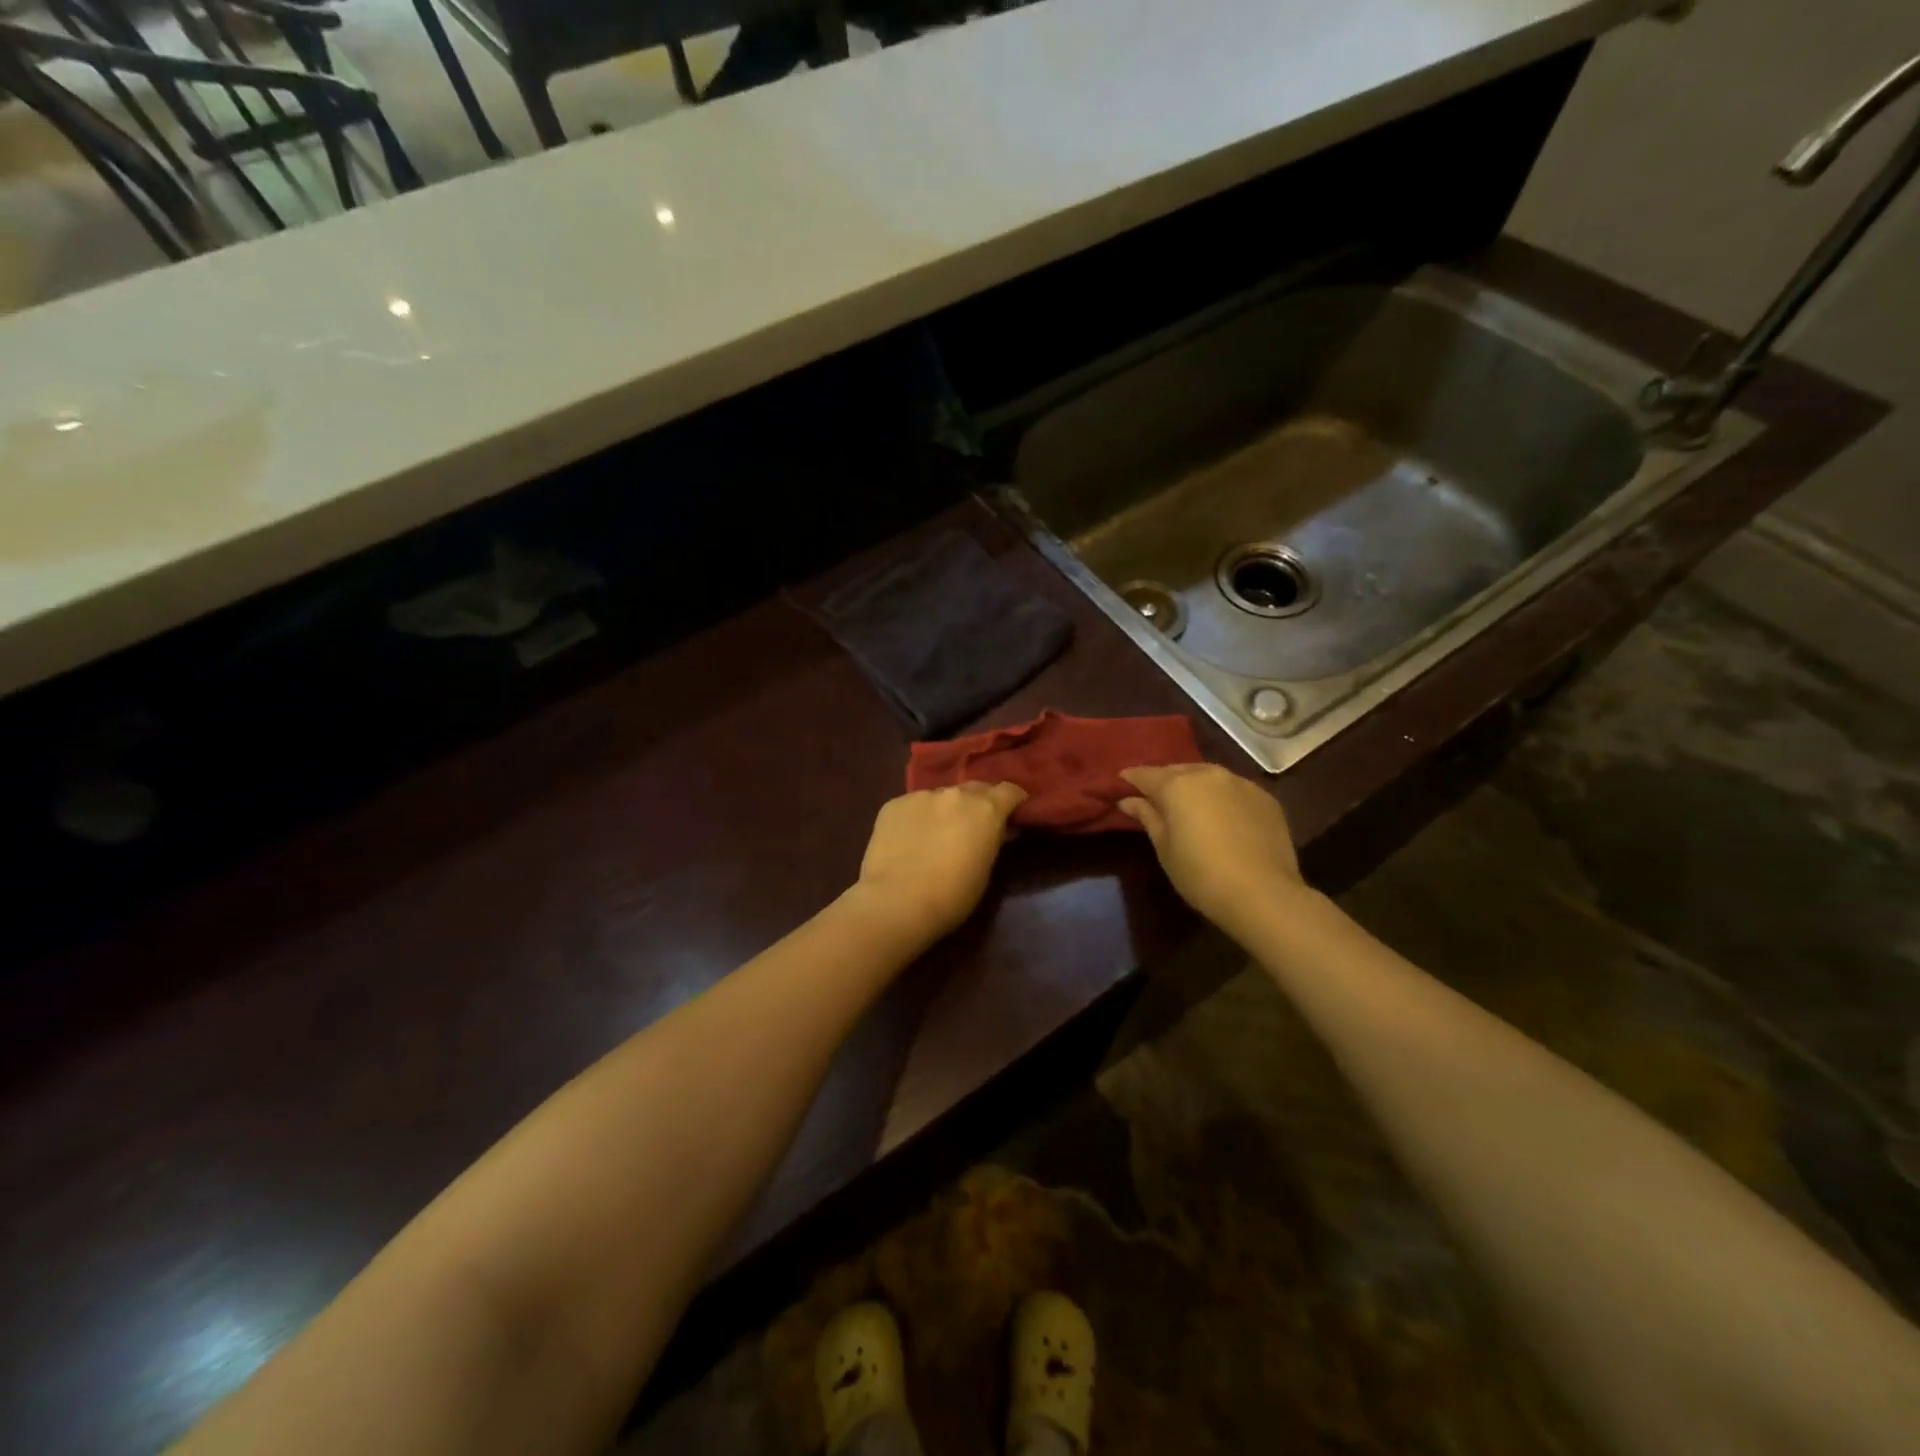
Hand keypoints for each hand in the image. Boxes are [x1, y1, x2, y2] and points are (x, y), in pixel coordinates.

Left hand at [853, 782, 1027, 940]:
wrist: (896, 901)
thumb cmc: (952, 895)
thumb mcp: (985, 870)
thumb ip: (992, 840)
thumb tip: (996, 830)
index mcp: (985, 809)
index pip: (1010, 790)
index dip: (1014, 800)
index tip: (1014, 811)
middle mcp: (955, 794)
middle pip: (975, 788)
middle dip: (979, 802)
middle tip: (976, 823)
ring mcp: (921, 795)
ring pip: (941, 797)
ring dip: (945, 810)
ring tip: (937, 833)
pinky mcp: (893, 804)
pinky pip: (913, 806)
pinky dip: (917, 818)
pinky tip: (909, 839)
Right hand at [1118, 764, 1305, 937]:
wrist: (1263, 894)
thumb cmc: (1200, 874)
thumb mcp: (1164, 848)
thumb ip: (1147, 816)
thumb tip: (1129, 800)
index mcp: (1177, 785)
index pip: (1146, 774)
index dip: (1131, 778)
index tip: (1121, 783)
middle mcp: (1208, 774)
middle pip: (1178, 771)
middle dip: (1164, 780)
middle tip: (1154, 797)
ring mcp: (1241, 783)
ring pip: (1208, 776)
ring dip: (1194, 785)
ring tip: (1188, 803)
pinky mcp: (1265, 798)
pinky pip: (1234, 789)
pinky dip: (1221, 797)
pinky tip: (1221, 815)